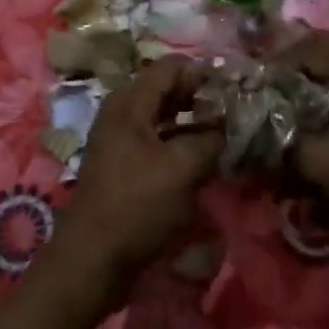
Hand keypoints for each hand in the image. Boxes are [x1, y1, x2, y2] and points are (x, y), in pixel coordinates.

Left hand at [53, 56, 220, 291]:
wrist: (92, 260)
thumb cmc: (137, 206)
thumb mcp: (183, 168)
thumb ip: (211, 139)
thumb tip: (230, 125)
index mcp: (130, 103)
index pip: (172, 68)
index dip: (204, 73)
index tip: (236, 88)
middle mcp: (122, 114)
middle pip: (167, 90)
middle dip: (201, 97)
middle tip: (236, 111)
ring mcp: (121, 141)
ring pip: (164, 118)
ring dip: (193, 123)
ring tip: (226, 134)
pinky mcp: (125, 168)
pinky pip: (158, 143)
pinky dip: (181, 144)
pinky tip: (205, 160)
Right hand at [275, 30, 328, 251]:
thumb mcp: (324, 162)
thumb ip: (283, 138)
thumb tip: (256, 126)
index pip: (316, 47)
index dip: (280, 63)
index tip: (254, 82)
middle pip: (328, 64)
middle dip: (292, 82)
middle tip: (262, 99)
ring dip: (308, 100)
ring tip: (280, 118)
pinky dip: (327, 117)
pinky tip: (308, 137)